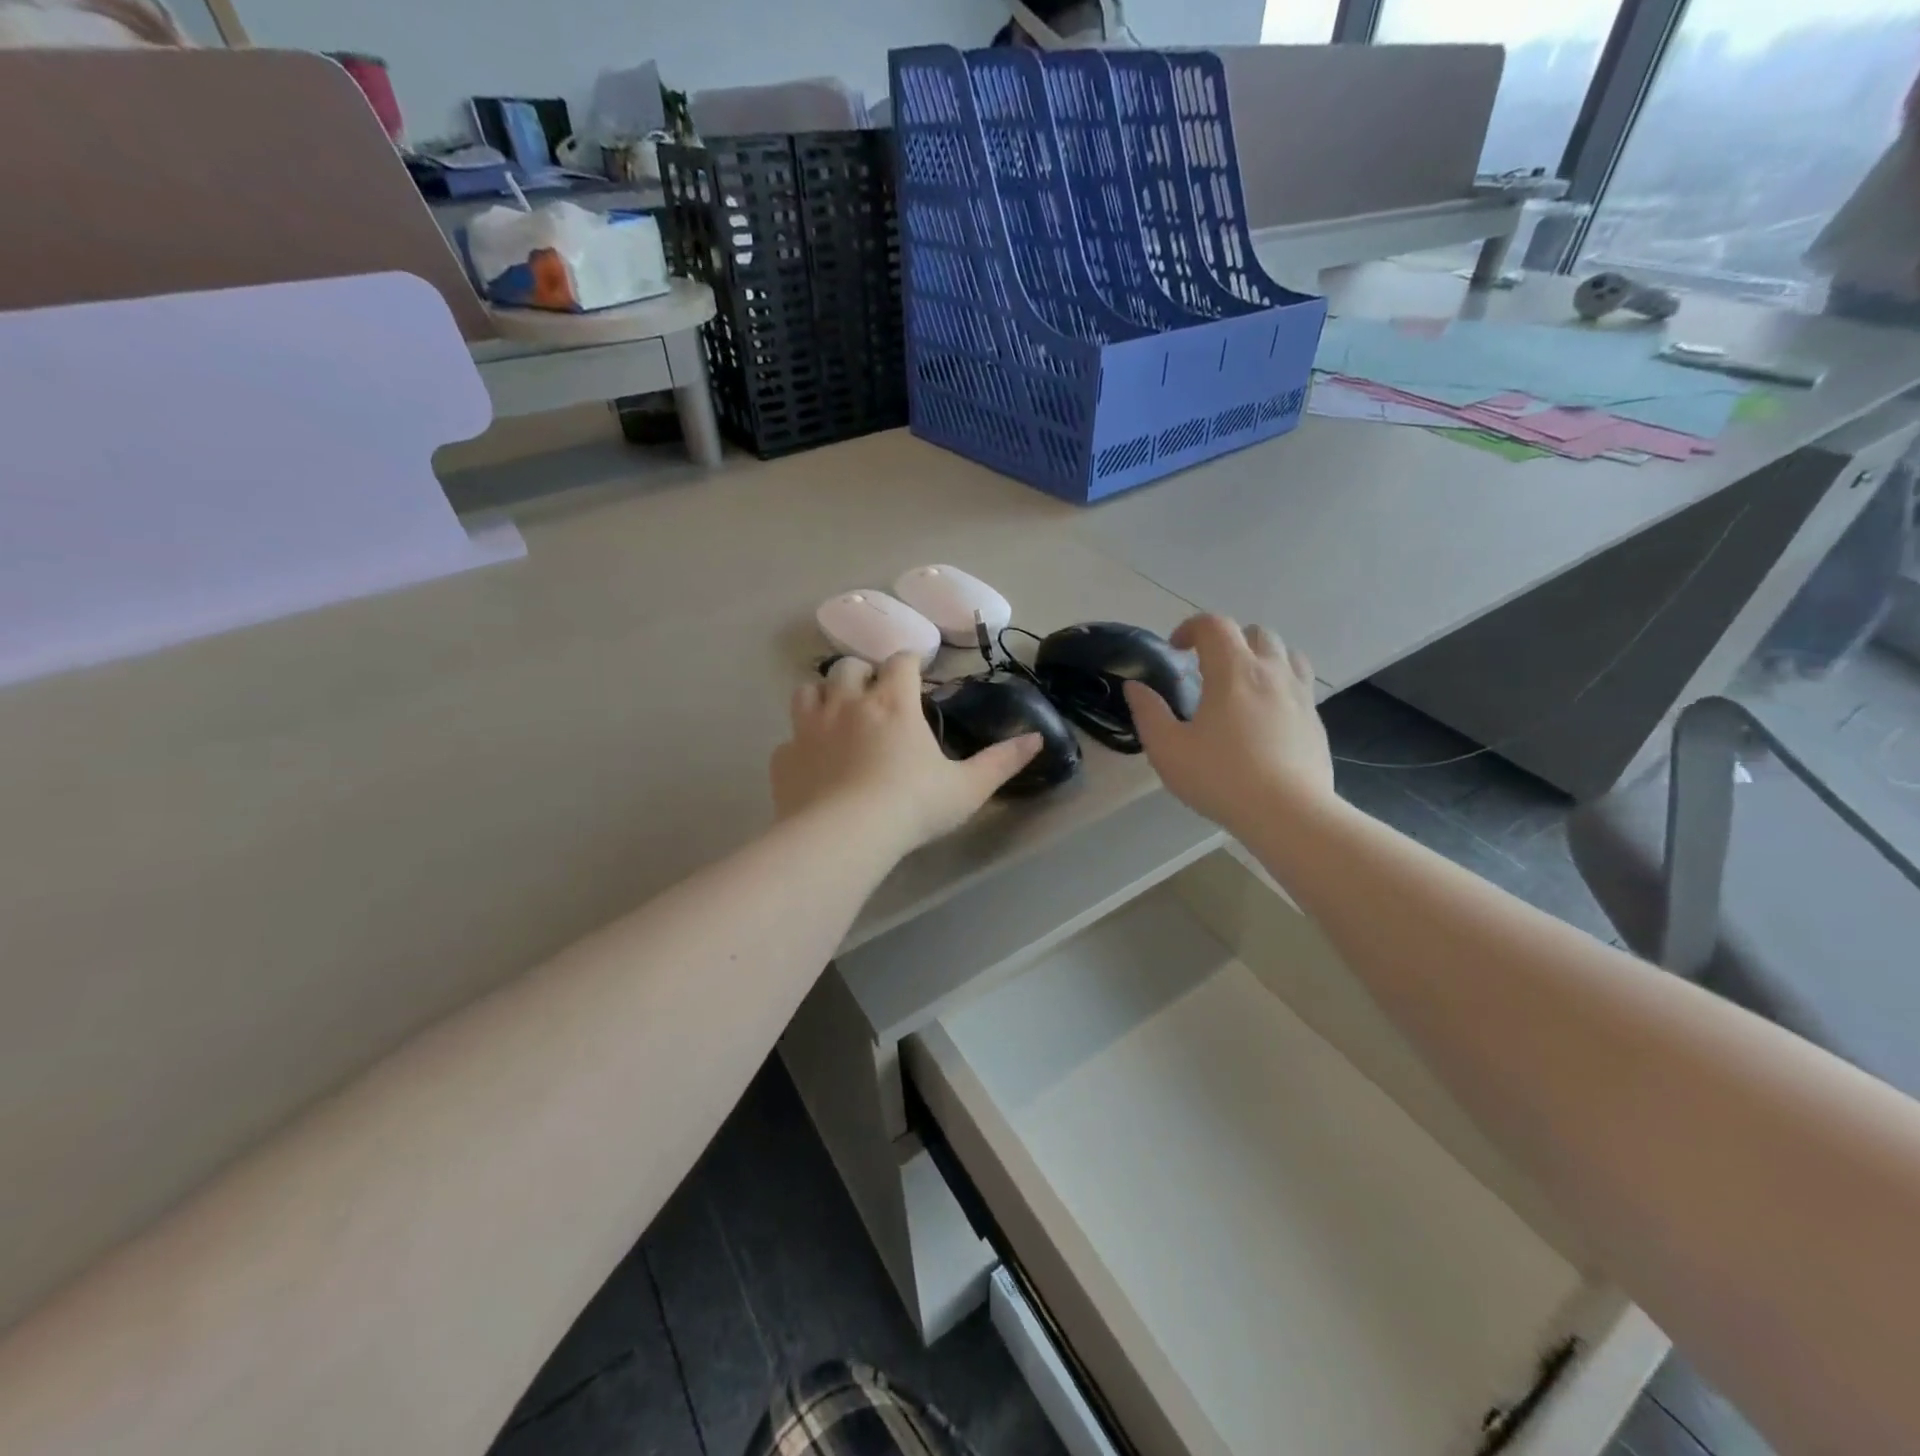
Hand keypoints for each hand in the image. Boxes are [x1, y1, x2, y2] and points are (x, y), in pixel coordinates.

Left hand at [771, 655, 1040, 855]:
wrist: (845, 837)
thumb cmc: (912, 807)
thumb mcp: (967, 788)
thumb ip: (1001, 762)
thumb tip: (1037, 739)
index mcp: (893, 703)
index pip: (900, 660)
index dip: (909, 660)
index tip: (915, 669)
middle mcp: (848, 704)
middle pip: (849, 667)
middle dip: (862, 673)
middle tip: (873, 694)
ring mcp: (809, 728)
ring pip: (808, 691)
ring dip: (823, 695)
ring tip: (835, 714)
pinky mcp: (784, 758)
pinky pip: (788, 739)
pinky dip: (801, 743)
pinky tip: (812, 762)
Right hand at [1123, 614, 1333, 833]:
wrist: (1289, 813)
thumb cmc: (1221, 778)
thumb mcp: (1168, 749)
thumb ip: (1148, 713)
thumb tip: (1135, 687)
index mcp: (1233, 671)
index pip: (1214, 625)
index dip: (1190, 628)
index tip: (1175, 650)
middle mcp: (1271, 672)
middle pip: (1255, 633)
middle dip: (1228, 641)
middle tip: (1208, 669)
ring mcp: (1300, 695)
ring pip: (1286, 653)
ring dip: (1260, 657)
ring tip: (1242, 685)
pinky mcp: (1316, 720)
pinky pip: (1300, 684)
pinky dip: (1280, 685)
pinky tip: (1265, 716)